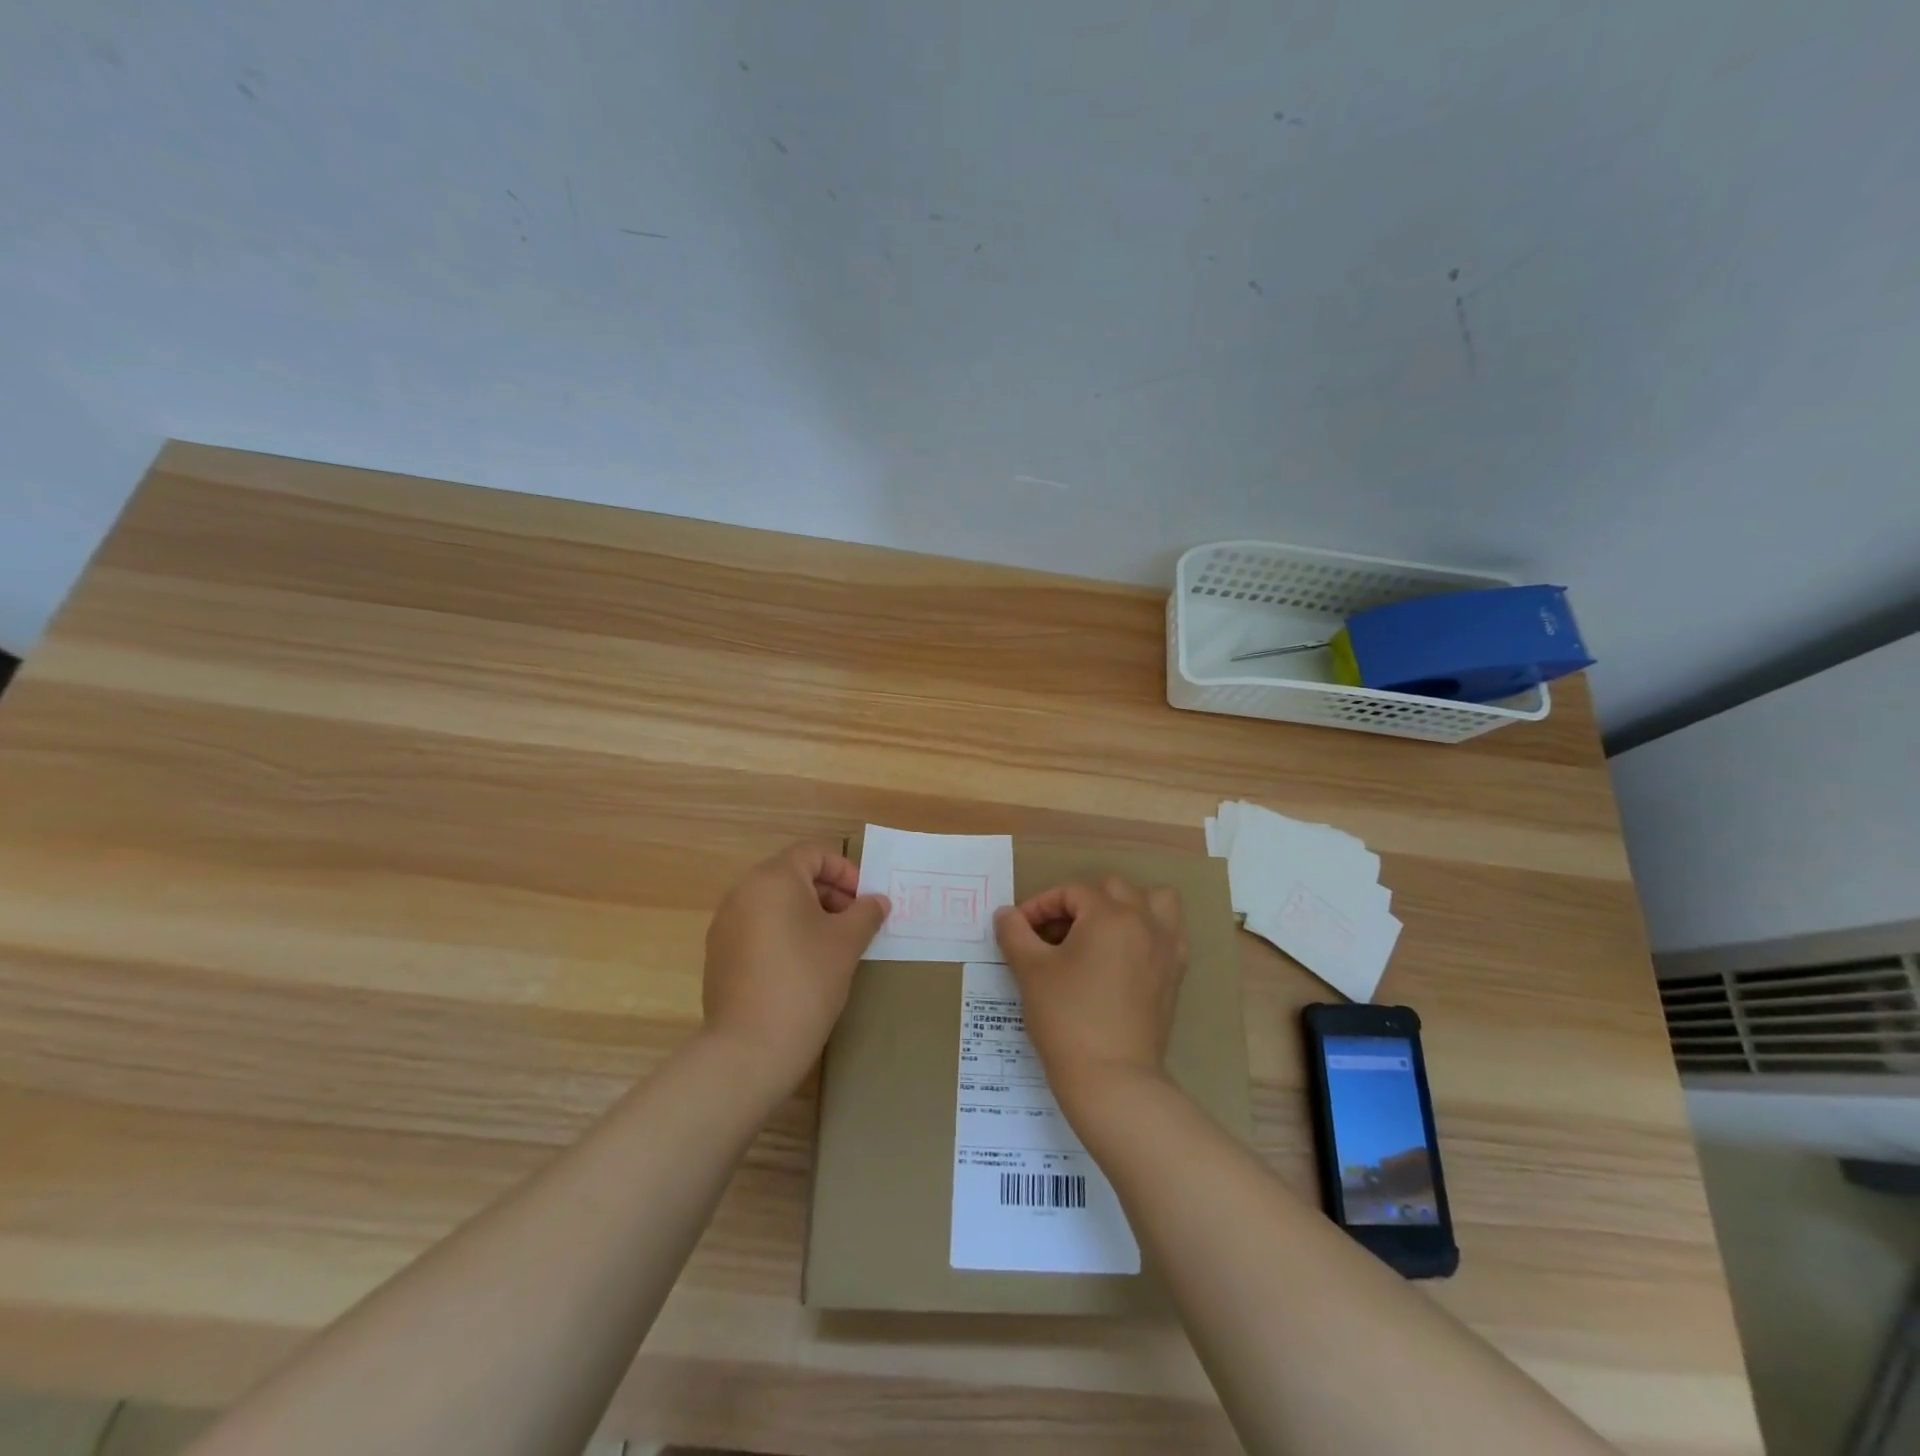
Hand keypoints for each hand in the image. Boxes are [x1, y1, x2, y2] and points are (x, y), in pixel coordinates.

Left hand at [702, 843, 889, 1090]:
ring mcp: (726, 924)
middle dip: (829, 893)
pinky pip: (758, 928)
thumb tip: (877, 901)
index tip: (864, 902)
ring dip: (808, 914)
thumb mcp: (847, 943)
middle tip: (855, 924)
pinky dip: (784, 934)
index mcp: (773, 878)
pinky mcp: (719, 954)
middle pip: (793, 875)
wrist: (750, 1048)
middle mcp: (743, 892)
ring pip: (775, 903)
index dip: (846, 872)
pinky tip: (803, 968)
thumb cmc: (806, 981)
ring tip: (832, 947)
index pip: (814, 853)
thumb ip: (866, 913)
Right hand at [992, 875, 1187, 1108]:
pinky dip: (1149, 931)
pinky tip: (1124, 955)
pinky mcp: (1175, 974)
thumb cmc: (1067, 1018)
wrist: (1111, 1079)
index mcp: (1110, 915)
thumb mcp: (1031, 971)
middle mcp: (1144, 922)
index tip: (1019, 931)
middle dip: (1079, 903)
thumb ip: (1015, 933)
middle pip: (1112, 889)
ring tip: (1100, 931)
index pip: (1071, 892)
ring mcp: (1166, 948)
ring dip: (1126, 905)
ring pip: (1154, 901)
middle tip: (1053, 934)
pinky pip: (1169, 933)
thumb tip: (1005, 914)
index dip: (1040, 906)